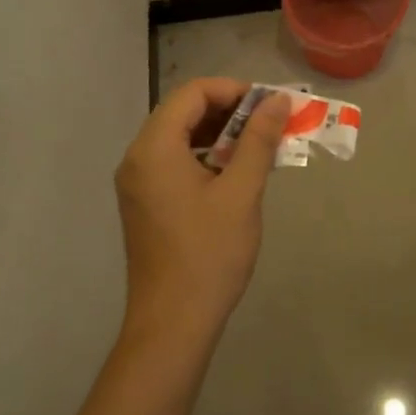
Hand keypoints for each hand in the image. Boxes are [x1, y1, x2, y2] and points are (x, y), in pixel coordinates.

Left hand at [114, 78, 289, 345]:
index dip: (234, 90)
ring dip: (218, 133)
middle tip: (269, 123)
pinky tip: (234, 172)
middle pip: (183, 110)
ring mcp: (137, 181)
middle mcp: (138, 157)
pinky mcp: (144, 202)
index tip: (270, 105)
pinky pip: (173, 160)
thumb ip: (258, 139)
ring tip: (258, 145)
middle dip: (229, 109)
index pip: (193, 92)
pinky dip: (204, 155)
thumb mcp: (241, 192)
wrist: (172, 325)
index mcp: (154, 147)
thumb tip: (278, 101)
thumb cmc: (209, 254)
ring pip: (179, 136)